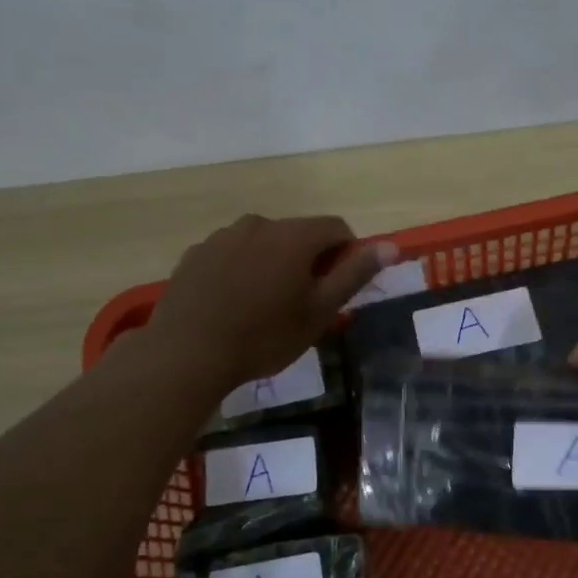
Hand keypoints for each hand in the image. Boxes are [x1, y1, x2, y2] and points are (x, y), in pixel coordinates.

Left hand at [149, 215, 394, 394]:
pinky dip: (241, 271)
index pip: (337, 228)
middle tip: (301, 304)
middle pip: (298, 234)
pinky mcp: (195, 253)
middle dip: (307, 261)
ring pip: (263, 243)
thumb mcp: (319, 311)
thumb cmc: (264, 336)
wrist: (187, 353)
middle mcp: (258, 224)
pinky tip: (232, 305)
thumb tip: (390, 245)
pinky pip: (232, 254)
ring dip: (272, 264)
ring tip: (263, 307)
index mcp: (293, 235)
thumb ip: (354, 274)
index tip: (336, 289)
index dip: (346, 255)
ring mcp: (222, 236)